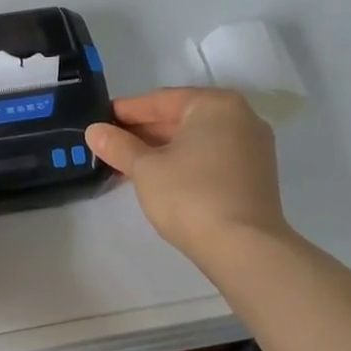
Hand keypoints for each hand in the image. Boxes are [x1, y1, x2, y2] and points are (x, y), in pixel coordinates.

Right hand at [85, 88, 289, 260]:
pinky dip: (185, 162)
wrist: (244, 249)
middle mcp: (241, 118)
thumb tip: (94, 131)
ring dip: (163, 149)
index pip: (161, 100)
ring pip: (197, 140)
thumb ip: (118, 146)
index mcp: (216, 105)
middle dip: (145, 132)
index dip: (127, 111)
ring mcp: (253, 148)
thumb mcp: (145, 168)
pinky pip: (212, 158)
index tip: (101, 120)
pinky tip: (159, 177)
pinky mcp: (256, 176)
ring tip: (128, 163)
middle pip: (181, 118)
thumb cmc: (191, 195)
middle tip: (110, 143)